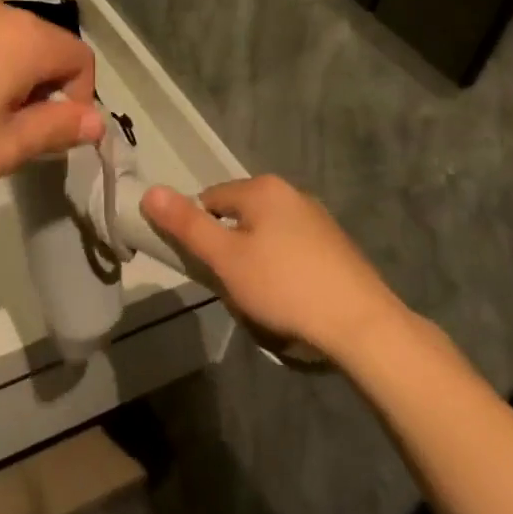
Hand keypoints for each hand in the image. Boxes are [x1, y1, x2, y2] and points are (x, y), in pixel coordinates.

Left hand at [0, 1, 103, 195]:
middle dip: (47, 91)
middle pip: (50, 48)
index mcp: (26, 38)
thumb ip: (58, 129)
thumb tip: (97, 121)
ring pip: (17, 46)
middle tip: (14, 134)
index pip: (82, 60)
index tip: (47, 136)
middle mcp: (1, 14)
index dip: (78, 101)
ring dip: (18, 82)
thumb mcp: (4, 147)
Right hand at [142, 175, 408, 359]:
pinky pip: (293, 250)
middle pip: (240, 217)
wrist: (362, 324)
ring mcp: (318, 218)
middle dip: (231, 249)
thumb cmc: (284, 287)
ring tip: (264, 299)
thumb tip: (150, 190)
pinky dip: (284, 270)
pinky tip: (292, 300)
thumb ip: (187, 225)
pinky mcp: (337, 246)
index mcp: (262, 189)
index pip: (210, 200)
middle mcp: (291, 193)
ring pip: (267, 235)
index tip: (208, 267)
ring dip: (257, 261)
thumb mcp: (226, 259)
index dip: (201, 233)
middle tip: (235, 286)